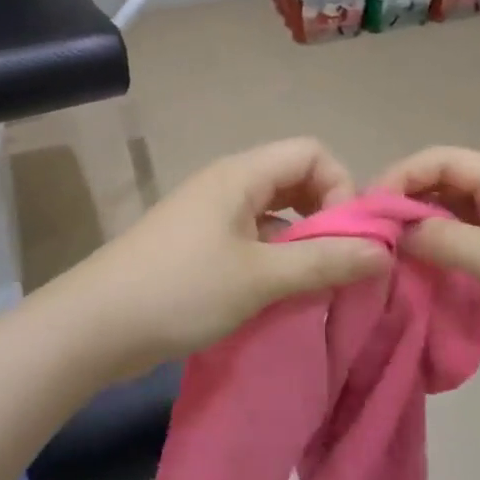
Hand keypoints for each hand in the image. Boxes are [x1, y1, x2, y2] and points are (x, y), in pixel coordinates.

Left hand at [53, 138, 390, 379]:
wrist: (95, 326)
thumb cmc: (182, 290)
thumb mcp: (261, 278)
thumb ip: (325, 261)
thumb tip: (383, 252)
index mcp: (241, 174)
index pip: (313, 153)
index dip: (341, 187)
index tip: (348, 238)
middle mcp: (228, 183)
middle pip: (296, 179)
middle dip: (327, 216)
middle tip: (340, 262)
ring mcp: (211, 214)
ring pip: (276, 213)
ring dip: (303, 241)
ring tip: (317, 283)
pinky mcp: (200, 245)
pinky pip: (254, 238)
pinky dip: (277, 258)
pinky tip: (283, 294)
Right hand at [374, 146, 479, 388]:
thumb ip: (445, 239)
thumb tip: (393, 231)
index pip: (441, 160)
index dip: (402, 175)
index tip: (370, 210)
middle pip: (441, 182)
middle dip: (404, 200)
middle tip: (372, 234)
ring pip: (447, 213)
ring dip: (417, 227)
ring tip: (386, 252)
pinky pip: (457, 242)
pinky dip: (433, 250)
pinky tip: (414, 268)